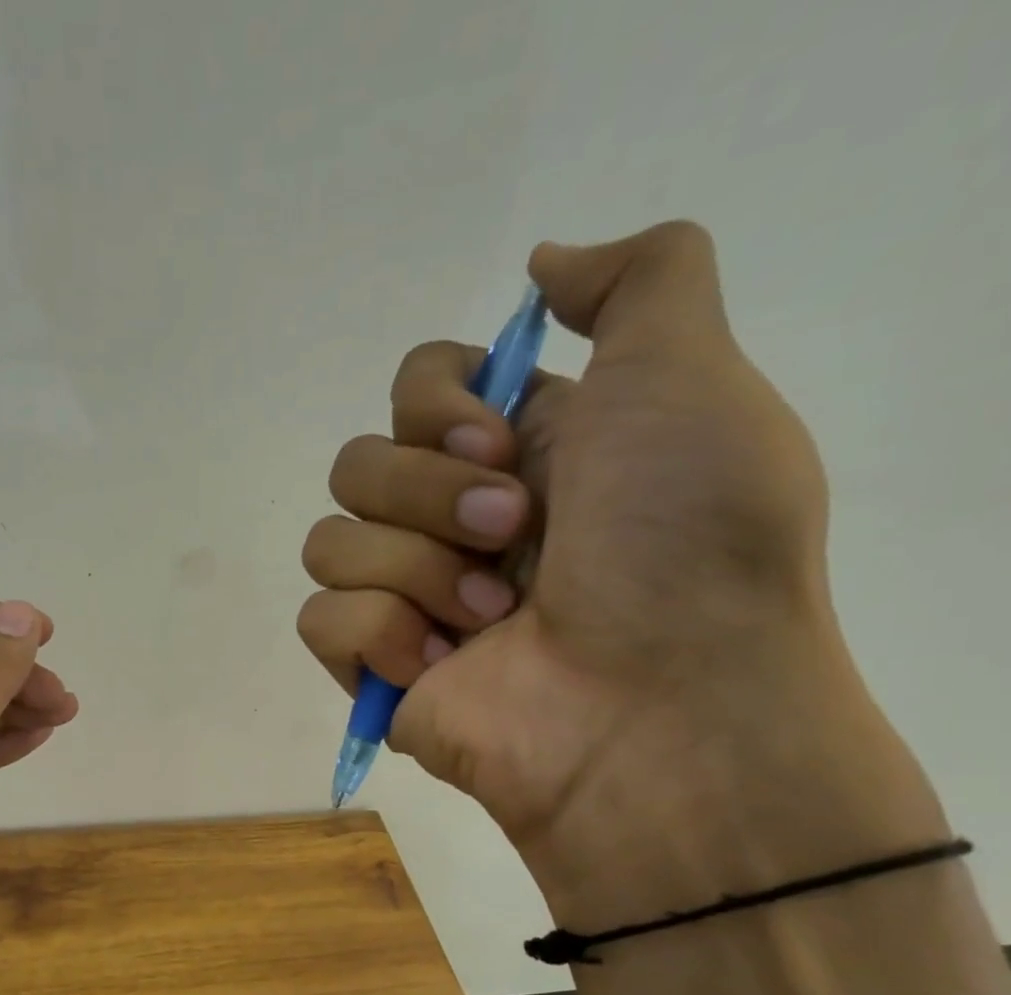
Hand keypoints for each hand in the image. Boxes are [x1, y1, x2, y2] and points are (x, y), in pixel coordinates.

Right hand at [300, 222, 911, 921]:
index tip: (500, 443)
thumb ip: (638, 281)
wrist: (663, 711)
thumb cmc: (684, 545)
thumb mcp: (691, 378)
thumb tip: (540, 267)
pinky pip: (320, 618)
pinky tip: (443, 666)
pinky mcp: (375, 668)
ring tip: (492, 619)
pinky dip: (380, 635)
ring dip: (416, 571)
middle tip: (514, 537)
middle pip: (356, 462)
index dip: (436, 404)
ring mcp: (409, 599)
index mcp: (513, 455)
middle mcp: (452, 522)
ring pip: (329, 540)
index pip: (411, 388)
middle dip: (428, 495)